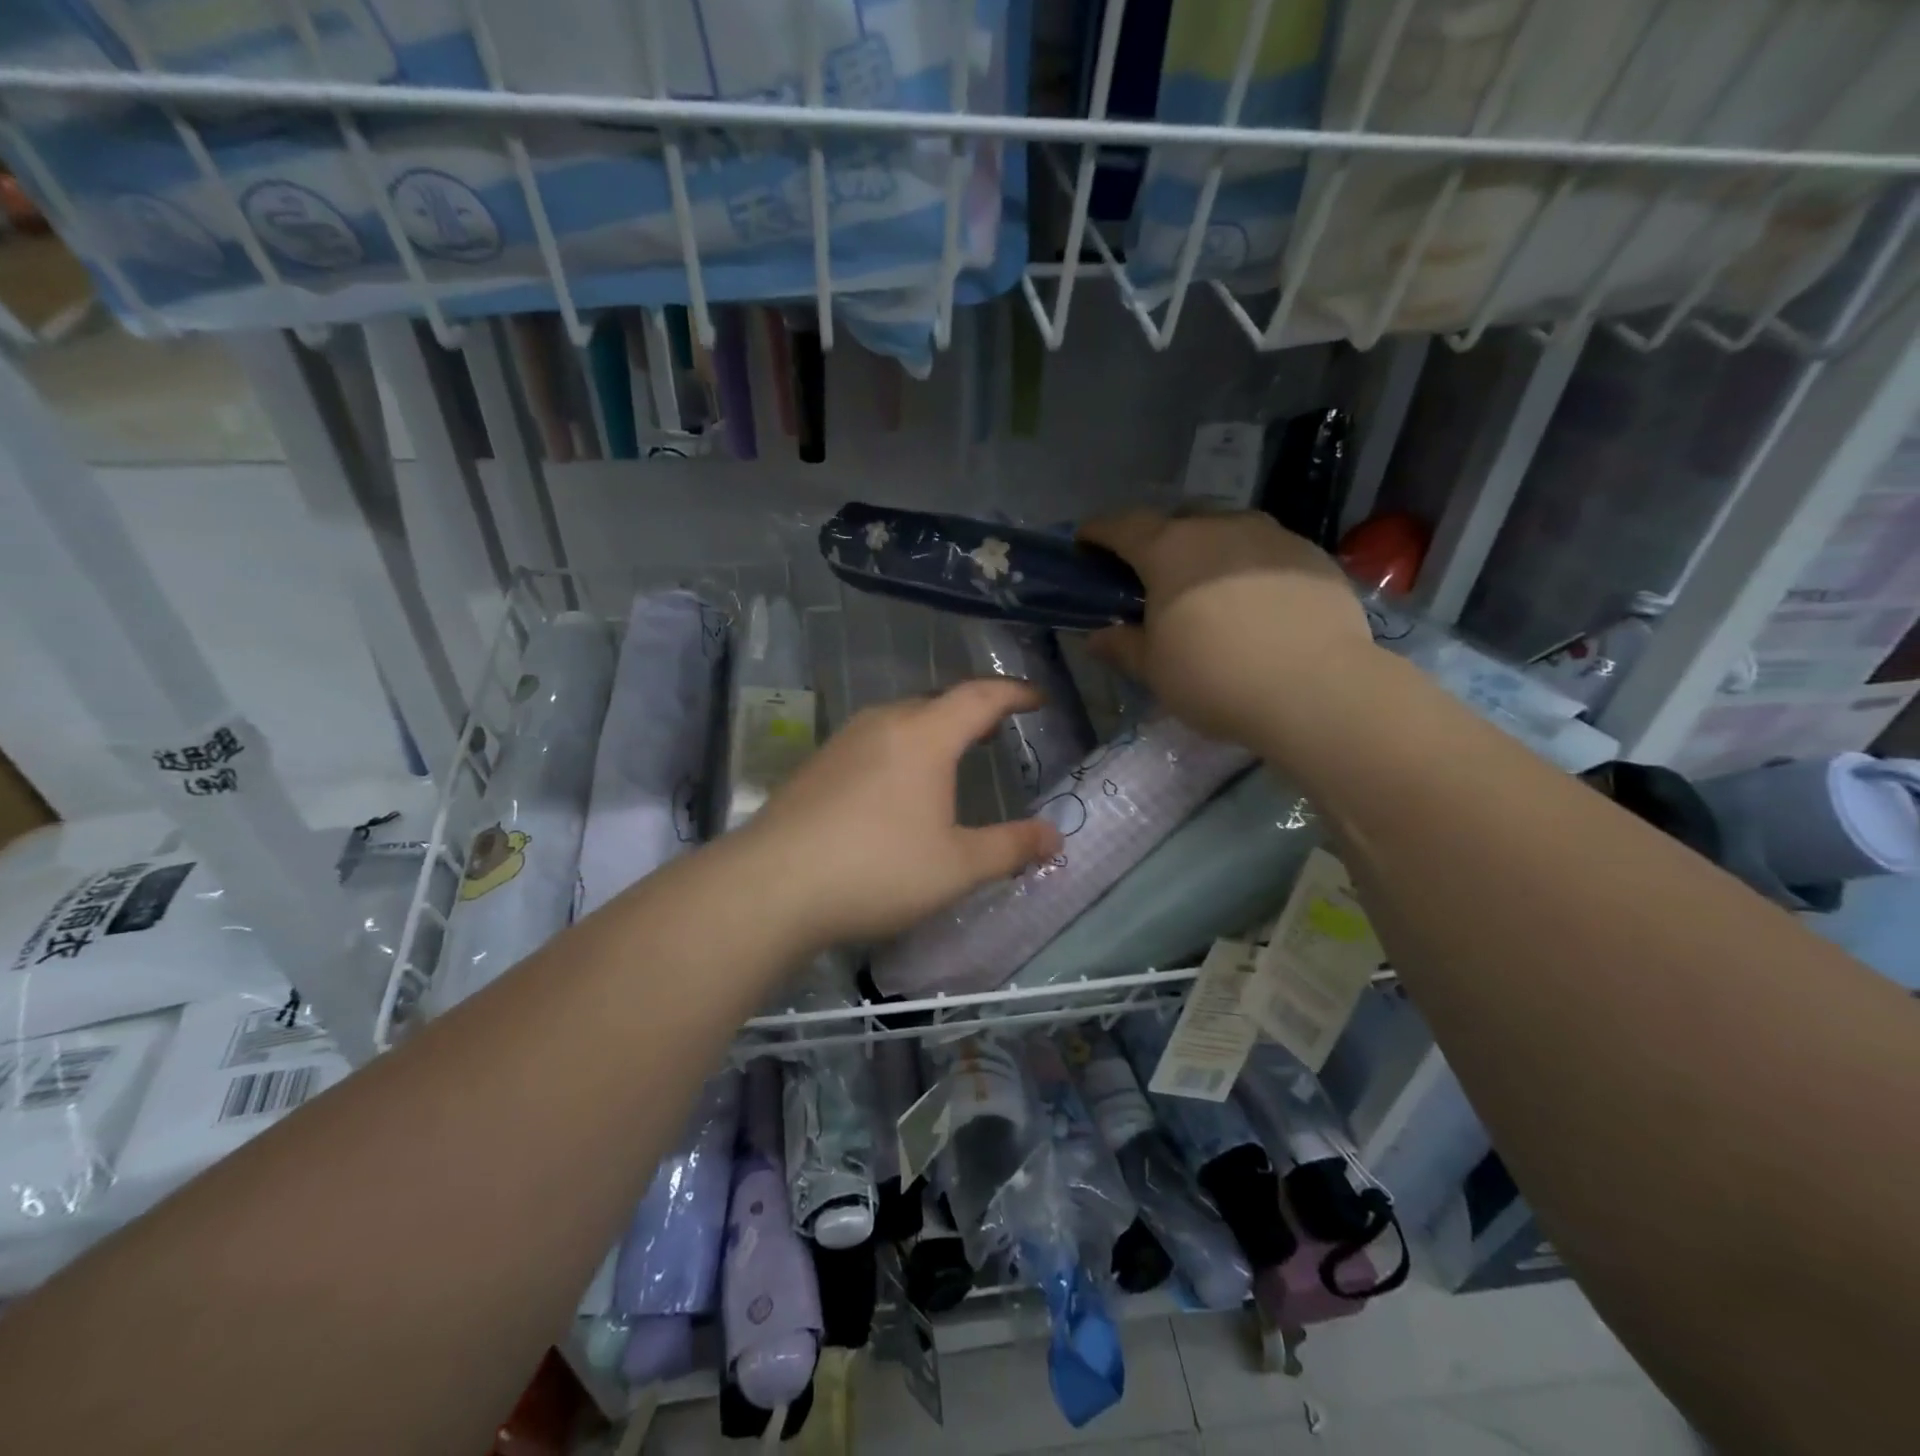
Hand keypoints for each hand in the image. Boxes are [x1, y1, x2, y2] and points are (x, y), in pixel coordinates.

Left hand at [742, 680, 1063, 949]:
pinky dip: (900, 748)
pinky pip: (872, 741)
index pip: (980, 697)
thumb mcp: (956, 866)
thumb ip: (1010, 847)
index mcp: (925, 736)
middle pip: (937, 702)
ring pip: (900, 720)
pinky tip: (895, 784)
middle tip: (996, 730)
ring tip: (950, 753)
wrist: (771, 886)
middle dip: (972, 711)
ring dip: (932, 729)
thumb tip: (1055, 837)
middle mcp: (884, 723)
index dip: (1014, 693)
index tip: (1037, 698)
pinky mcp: (816, 764)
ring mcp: (843, 741)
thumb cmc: (877, 870)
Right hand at [1079, 510, 1374, 744]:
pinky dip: (1250, 568)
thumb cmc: (1215, 677)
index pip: (1122, 526)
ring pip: (1226, 531)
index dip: (1098, 531)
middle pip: (1177, 520)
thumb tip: (1098, 637)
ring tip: (1209, 588)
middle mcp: (1219, 527)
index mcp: (1169, 550)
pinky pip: (1267, 552)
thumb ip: (1123, 646)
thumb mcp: (1155, 670)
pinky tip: (1256, 604)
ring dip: (1208, 551)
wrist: (1316, 689)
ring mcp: (1271, 536)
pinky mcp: (1312, 555)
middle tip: (1152, 575)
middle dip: (1157, 540)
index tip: (1085, 541)